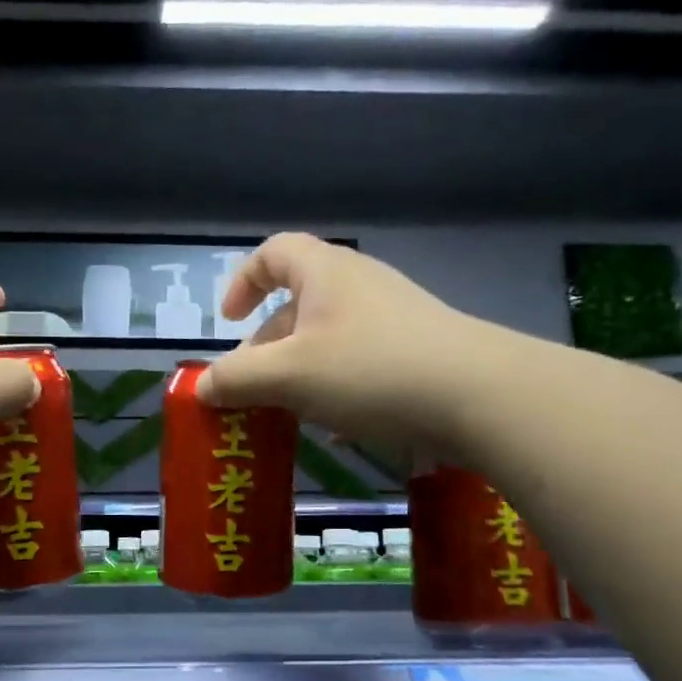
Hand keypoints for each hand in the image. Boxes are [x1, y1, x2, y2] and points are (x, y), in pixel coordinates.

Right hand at [197, 232, 510, 460]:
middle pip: (297, 304)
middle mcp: (360, 285)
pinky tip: (336, 428)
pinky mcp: (419, 351)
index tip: (229, 322)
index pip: (273, 253)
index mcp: (324, 273)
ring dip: (299, 373)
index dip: (243, 282)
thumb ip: (237, 380)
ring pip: (328, 339)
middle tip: (251, 387)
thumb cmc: (369, 370)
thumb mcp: (288, 376)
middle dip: (266, 346)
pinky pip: (361, 363)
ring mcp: (394, 317)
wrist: (479, 396)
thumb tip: (202, 386)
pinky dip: (337, 388)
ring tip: (289, 413)